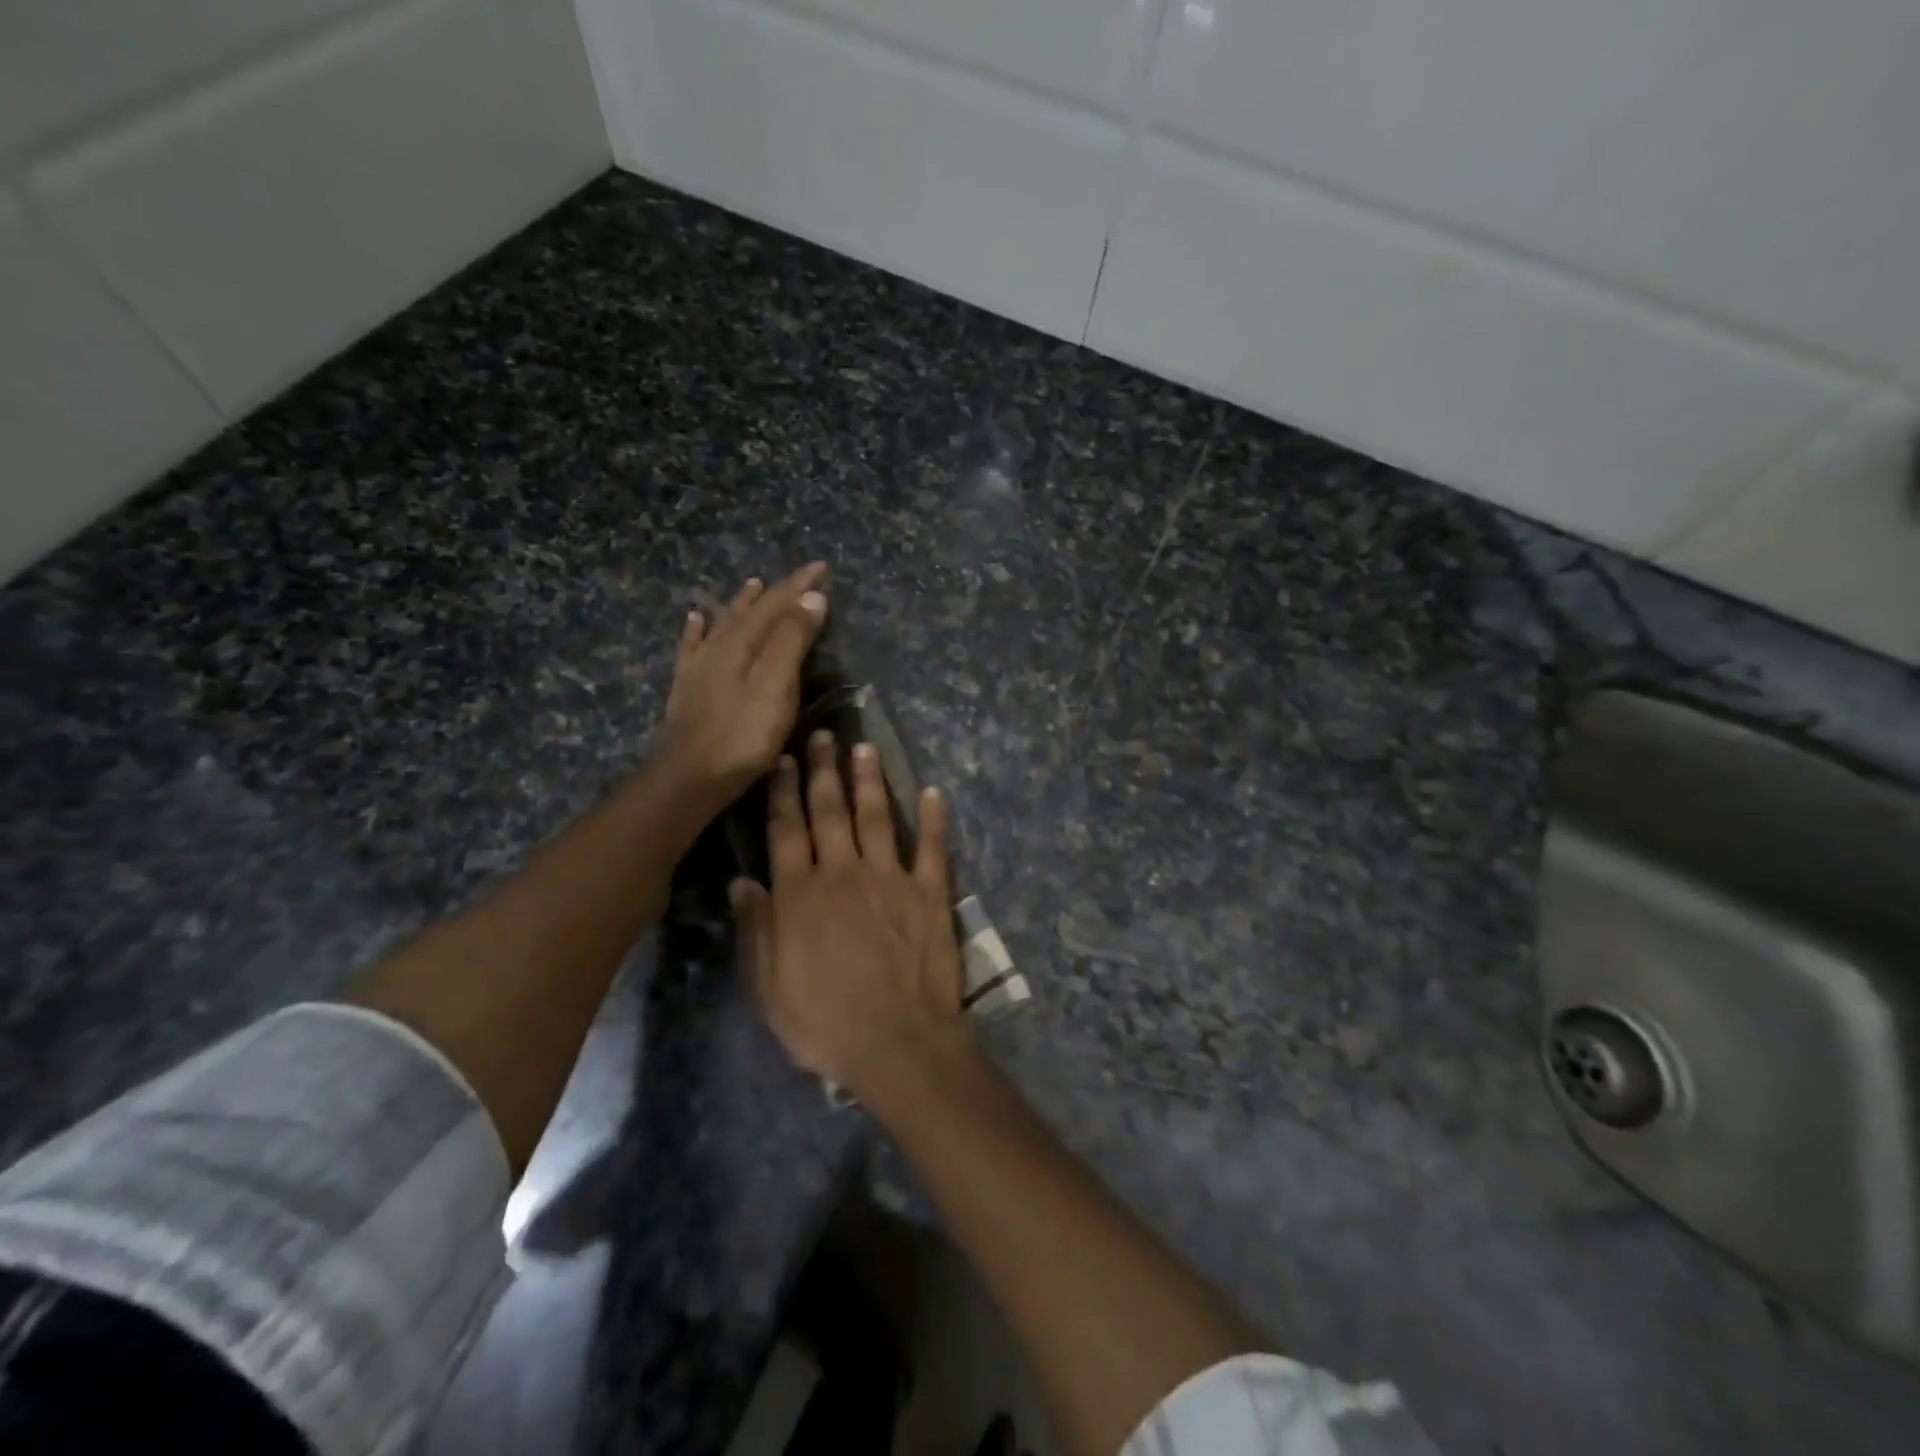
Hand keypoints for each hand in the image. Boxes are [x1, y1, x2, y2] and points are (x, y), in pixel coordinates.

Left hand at [656, 563, 828, 804]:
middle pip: (752, 610)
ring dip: (741, 603)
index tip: (823, 567)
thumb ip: (792, 641)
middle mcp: (720, 646)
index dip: (800, 585)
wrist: (687, 777)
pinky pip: (691, 647)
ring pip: (723, 623)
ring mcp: (700, 667)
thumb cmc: (742, 736)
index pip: (777, 604)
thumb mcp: (776, 687)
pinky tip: (695, 619)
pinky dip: (697, 629)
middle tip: (801, 577)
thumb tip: (812, 597)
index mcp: (744, 643)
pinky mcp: (687, 689)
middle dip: (778, 591)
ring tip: (752, 585)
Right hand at [732, 730, 969, 1097]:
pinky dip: (934, 818)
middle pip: (830, 812)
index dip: (783, 792)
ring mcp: (891, 879)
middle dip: (823, 770)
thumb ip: (757, 930)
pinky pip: (933, 847)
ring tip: (865, 748)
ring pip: (878, 817)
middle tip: (822, 735)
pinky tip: (932, 791)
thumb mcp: (770, 987)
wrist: (897, 1043)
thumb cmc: (826, 1022)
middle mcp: (844, 873)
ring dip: (870, 780)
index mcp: (801, 895)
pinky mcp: (930, 893)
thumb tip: (742, 882)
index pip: (787, 830)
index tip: (782, 761)